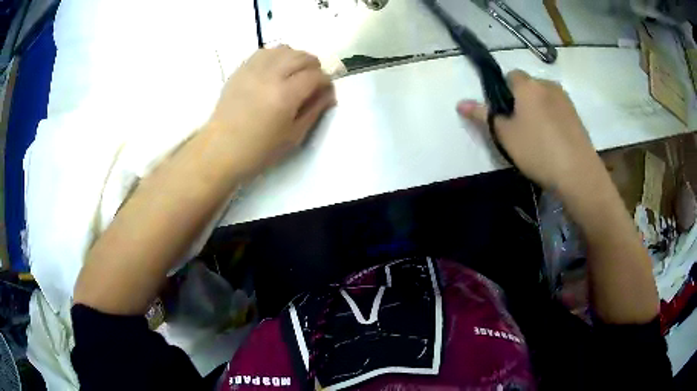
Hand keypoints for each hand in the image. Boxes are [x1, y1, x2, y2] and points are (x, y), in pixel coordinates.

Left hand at [206, 46, 335, 177]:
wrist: (220, 149)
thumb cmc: (258, 150)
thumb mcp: (294, 137)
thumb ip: (314, 110)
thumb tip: (328, 93)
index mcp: (285, 95)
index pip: (316, 75)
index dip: (326, 81)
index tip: (326, 91)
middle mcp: (271, 75)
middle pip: (303, 56)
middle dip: (315, 67)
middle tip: (313, 82)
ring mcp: (253, 69)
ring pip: (284, 49)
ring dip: (296, 57)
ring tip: (295, 73)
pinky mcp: (241, 69)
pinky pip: (265, 51)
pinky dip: (277, 55)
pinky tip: (276, 68)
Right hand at [457, 70, 603, 191]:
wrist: (578, 173)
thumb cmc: (537, 150)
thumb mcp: (505, 136)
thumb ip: (483, 116)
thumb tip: (459, 103)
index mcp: (527, 85)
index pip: (510, 75)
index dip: (504, 92)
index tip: (504, 113)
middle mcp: (547, 84)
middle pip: (529, 86)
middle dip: (522, 101)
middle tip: (519, 128)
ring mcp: (565, 99)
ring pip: (544, 98)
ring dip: (538, 109)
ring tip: (538, 137)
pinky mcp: (577, 115)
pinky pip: (558, 109)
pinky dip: (553, 118)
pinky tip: (554, 141)